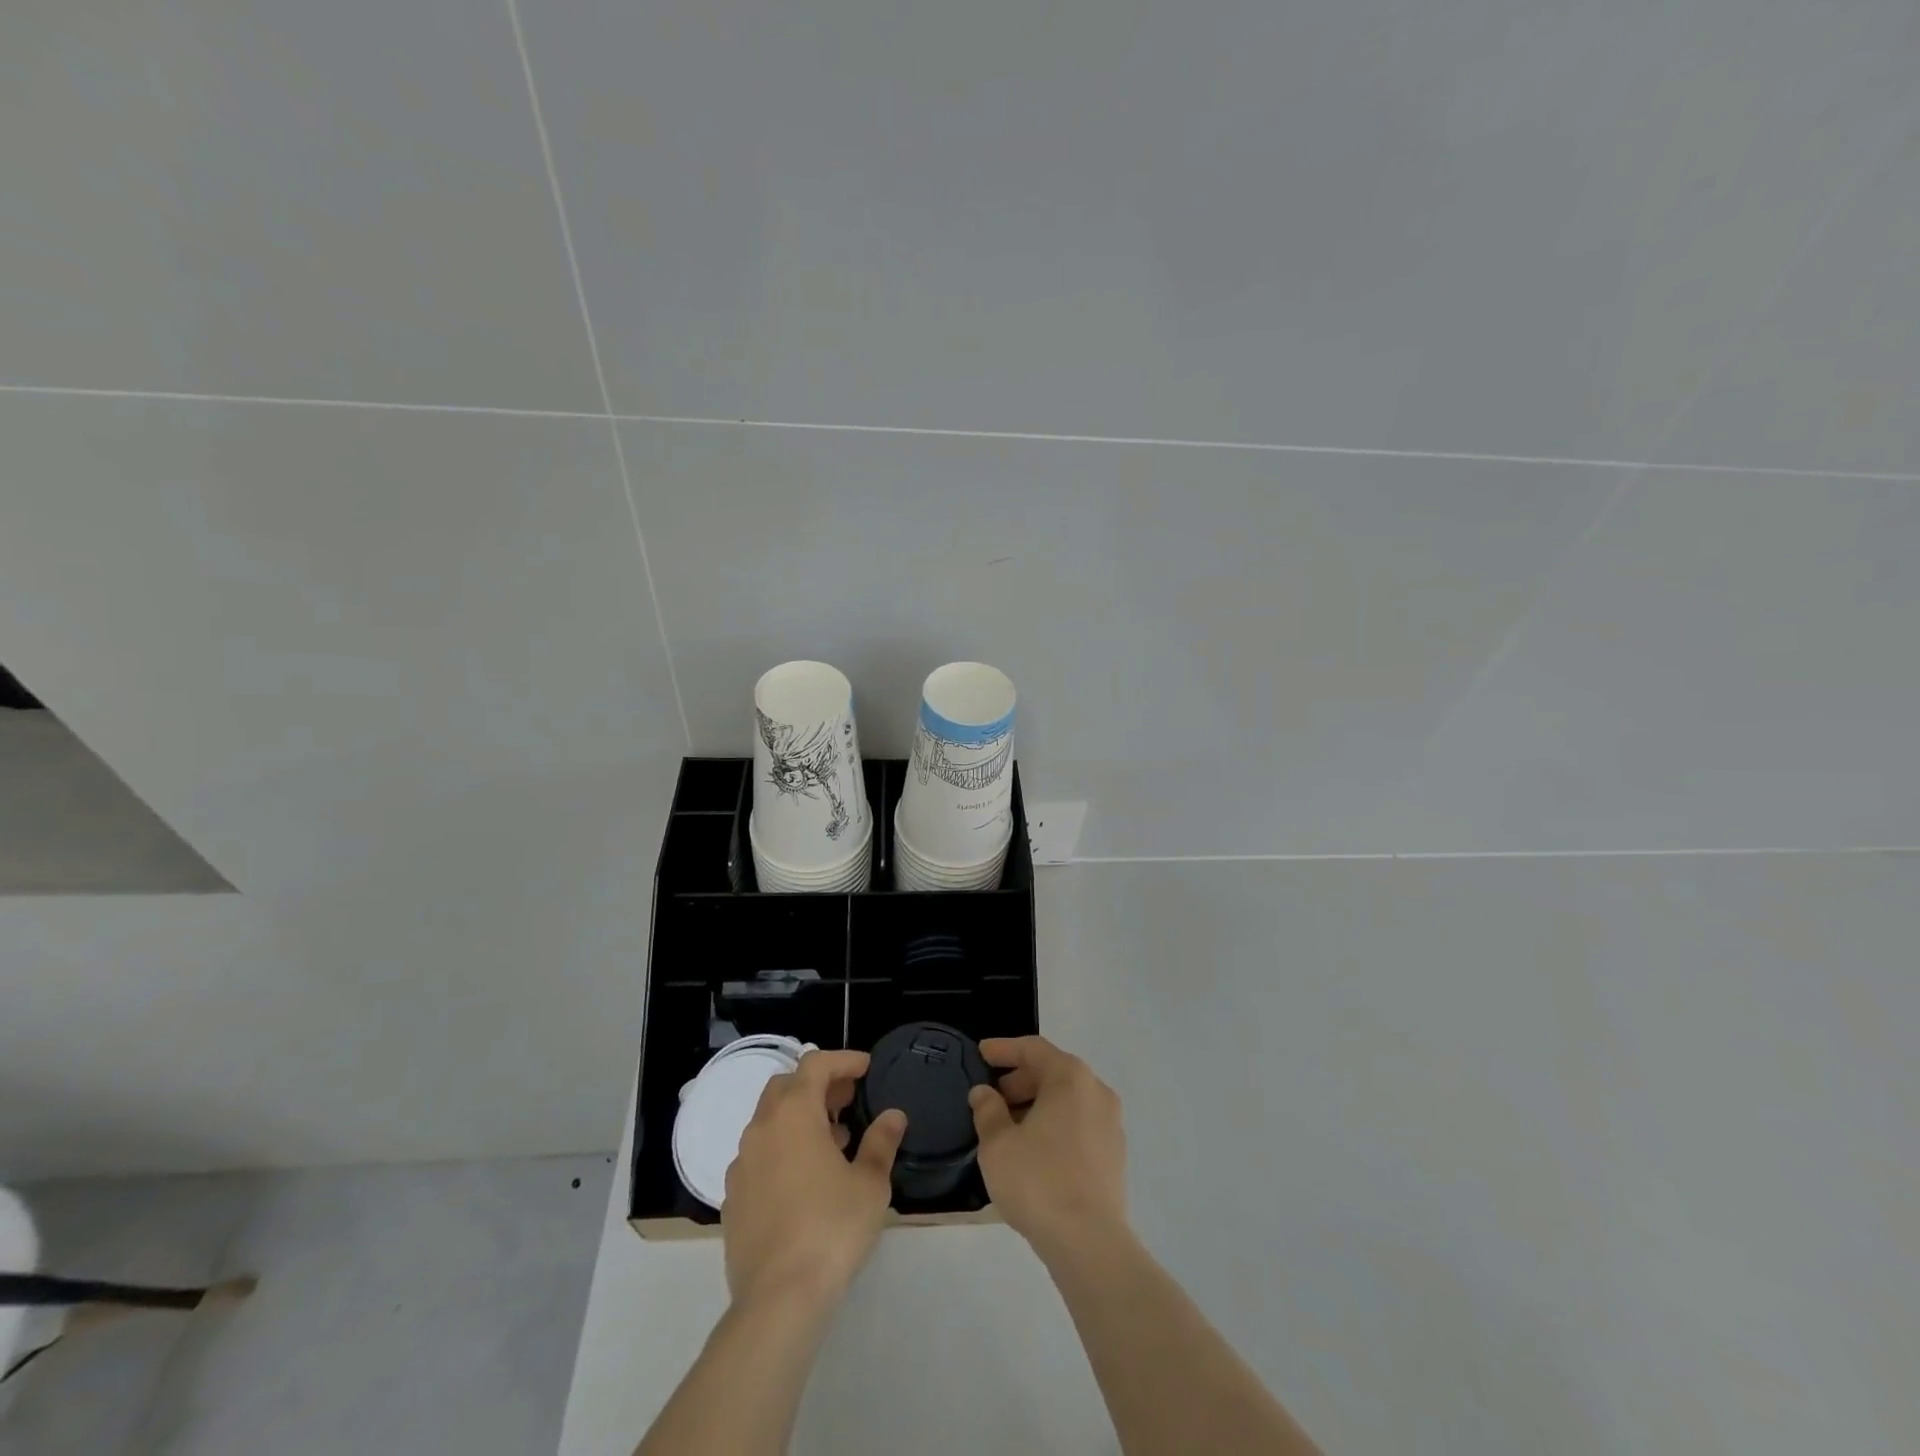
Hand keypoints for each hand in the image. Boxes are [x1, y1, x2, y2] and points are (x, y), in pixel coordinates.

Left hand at [723, 1049, 907, 1310]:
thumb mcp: (870, 1183)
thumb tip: (893, 1116)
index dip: (843, 1060)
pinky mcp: (733, 1198)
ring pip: (769, 1121)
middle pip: (786, 1086)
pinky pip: (758, 1156)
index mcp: (793, 1113)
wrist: (778, 1300)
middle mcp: (761, 1128)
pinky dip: (782, 1150)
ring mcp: (741, 1164)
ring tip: (833, 1141)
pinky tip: (804, 1180)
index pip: (815, 1064)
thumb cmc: (831, 1228)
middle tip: (847, 1101)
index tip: (866, 1069)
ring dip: (799, 1118)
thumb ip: (881, 1142)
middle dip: (818, 1085)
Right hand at [969, 1036, 1127, 1262]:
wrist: (1090, 1243)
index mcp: (1070, 1078)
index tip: (981, 1053)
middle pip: (1052, 1072)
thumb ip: (987, 1110)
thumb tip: (984, 1093)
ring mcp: (1111, 1123)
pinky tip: (1033, 1150)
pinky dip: (1054, 1125)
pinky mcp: (1114, 1154)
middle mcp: (1096, 1091)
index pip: (1033, 1048)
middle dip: (1019, 1081)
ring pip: (1067, 1100)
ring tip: (1007, 1127)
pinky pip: (1079, 1124)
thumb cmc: (1039, 1181)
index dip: (1004, 1049)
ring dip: (1036, 1105)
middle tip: (991, 1097)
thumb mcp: (998, 1144)